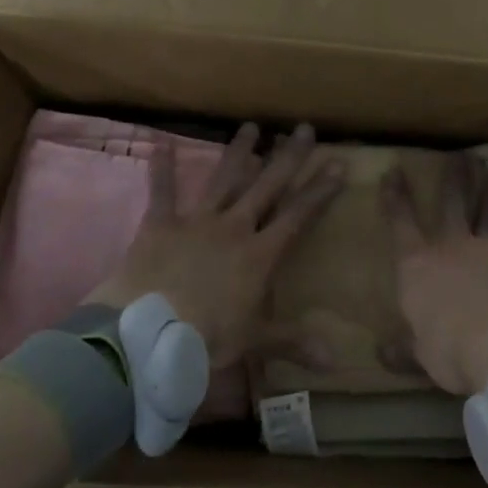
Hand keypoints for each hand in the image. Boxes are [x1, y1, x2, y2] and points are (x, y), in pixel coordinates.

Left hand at [88, 123, 343, 416]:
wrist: (148, 334)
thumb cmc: (207, 338)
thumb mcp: (254, 341)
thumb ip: (293, 342)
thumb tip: (335, 361)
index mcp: (259, 254)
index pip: (298, 215)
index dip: (320, 190)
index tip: (338, 163)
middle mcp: (234, 227)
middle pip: (267, 186)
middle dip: (288, 157)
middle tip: (303, 128)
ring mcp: (197, 221)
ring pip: (224, 179)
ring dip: (239, 152)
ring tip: (251, 126)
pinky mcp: (161, 224)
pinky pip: (162, 191)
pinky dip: (162, 167)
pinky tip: (160, 141)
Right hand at [381, 152, 487, 395]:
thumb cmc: (453, 350)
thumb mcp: (422, 357)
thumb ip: (404, 350)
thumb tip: (382, 353)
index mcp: (418, 267)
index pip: (401, 223)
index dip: (395, 197)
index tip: (393, 171)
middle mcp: (452, 248)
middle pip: (452, 203)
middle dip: (452, 177)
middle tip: (458, 155)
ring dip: (487, 188)